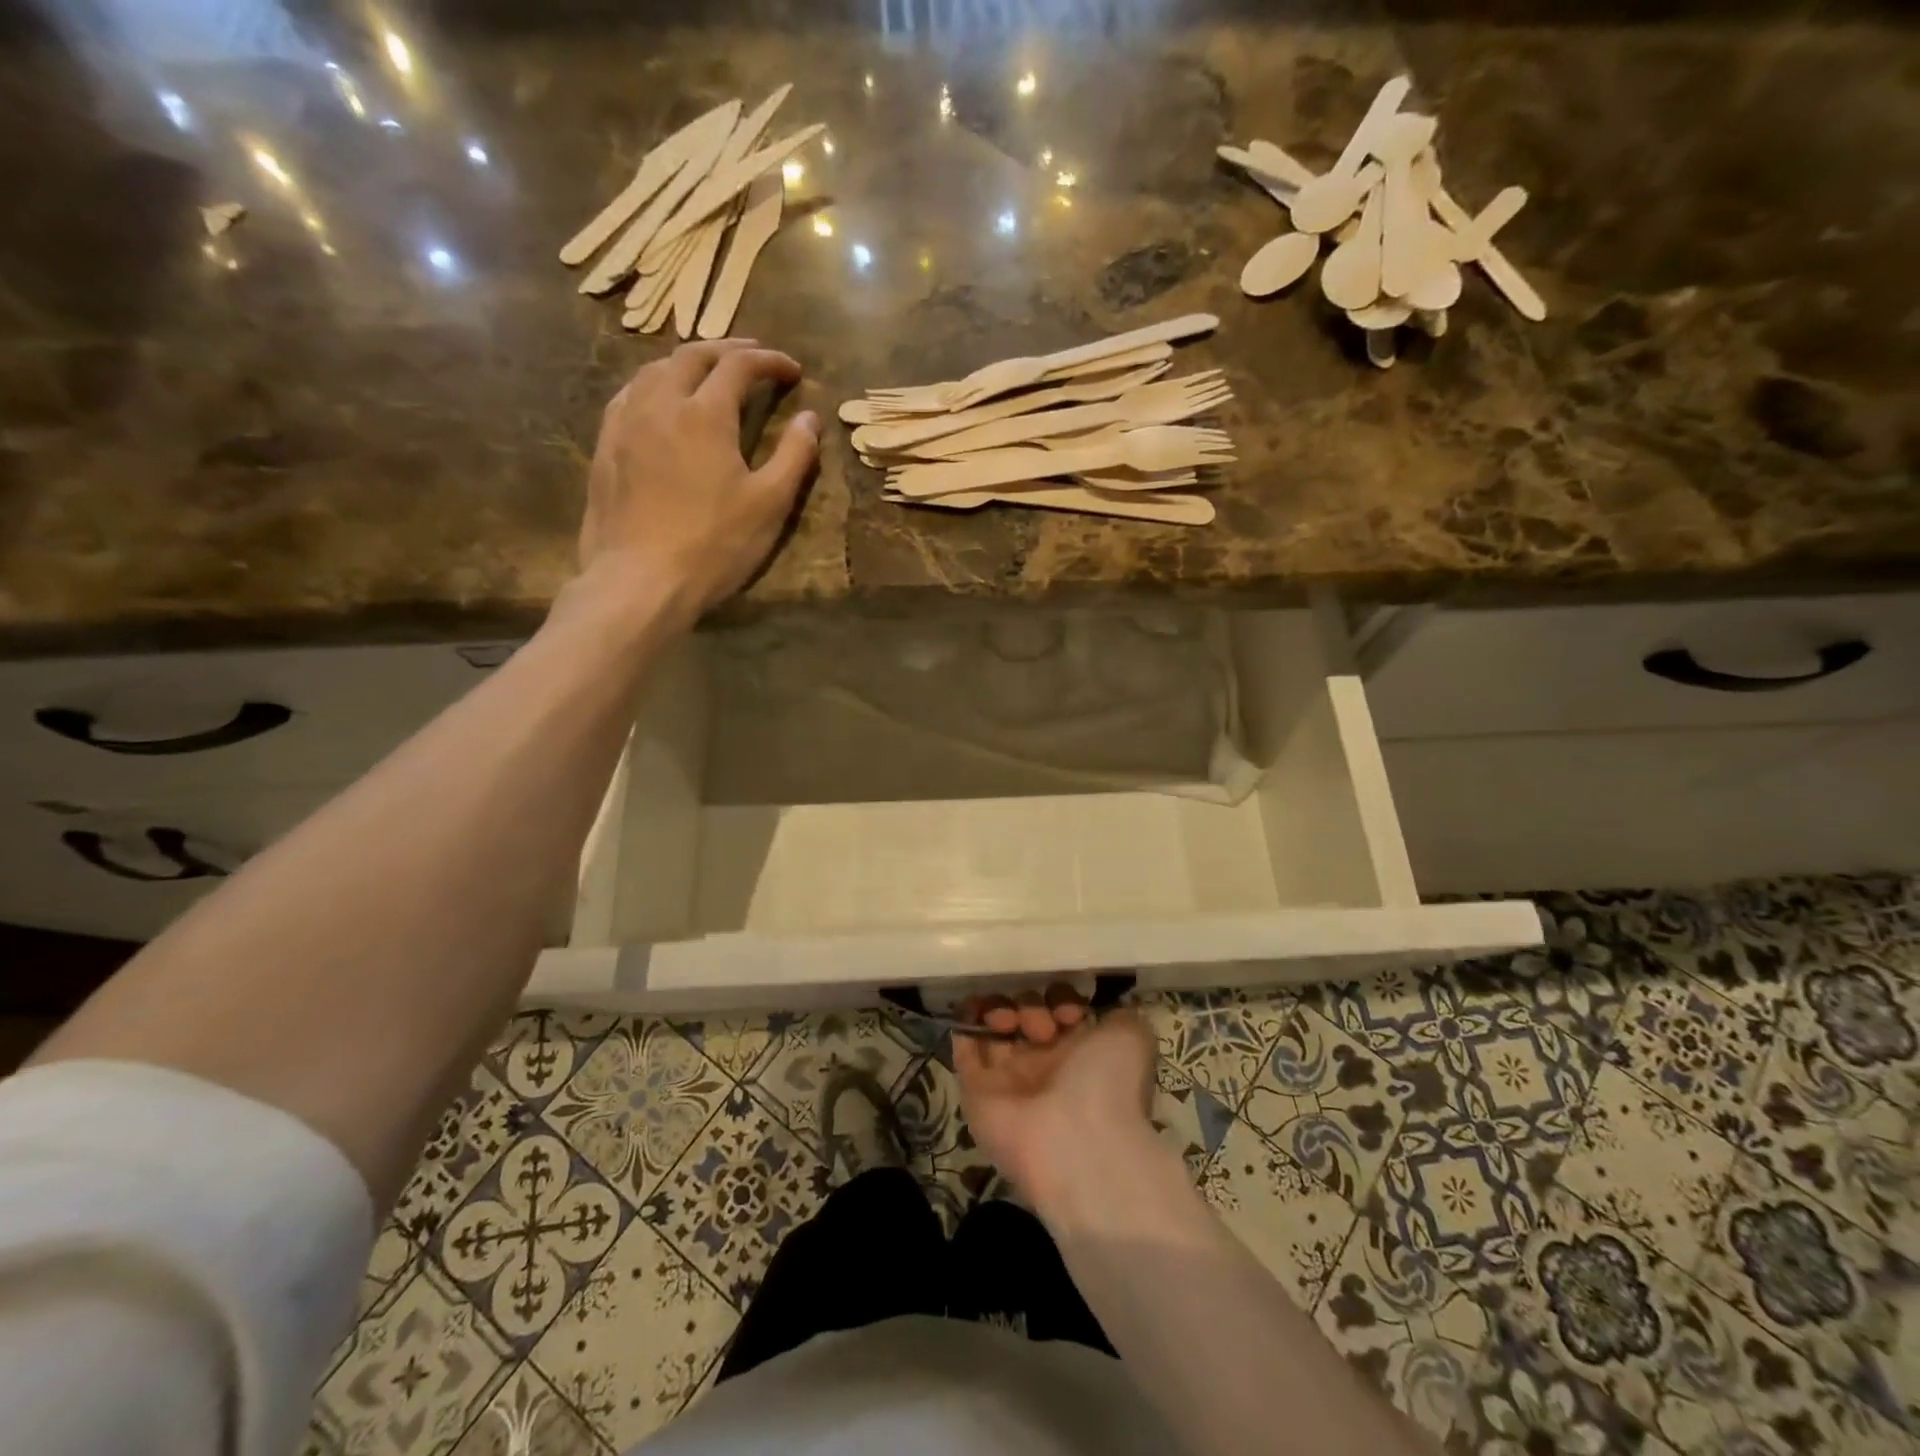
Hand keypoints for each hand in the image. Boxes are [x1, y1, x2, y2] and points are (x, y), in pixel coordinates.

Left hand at [577, 339, 818, 623]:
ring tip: (707, 372)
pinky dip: (654, 385)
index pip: (739, 366)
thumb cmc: (714, 545)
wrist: (641, 580)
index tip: (792, 370)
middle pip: (692, 356)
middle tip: (753, 358)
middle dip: (727, 350)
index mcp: (705, 414)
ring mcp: (626, 423)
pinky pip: (629, 395)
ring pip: (654, 370)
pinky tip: (659, 402)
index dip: (769, 361)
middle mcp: (661, 404)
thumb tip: (811, 418)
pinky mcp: (606, 447)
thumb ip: (794, 456)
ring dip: (687, 362)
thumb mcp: (769, 504)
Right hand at [953, 987, 1156, 1213]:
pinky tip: (978, 1011)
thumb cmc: (1108, 1083)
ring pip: (994, 1023)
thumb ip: (1118, 1014)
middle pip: (1024, 1011)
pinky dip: (967, 1021)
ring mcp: (1007, 1075)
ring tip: (1013, 1025)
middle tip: (1043, 1028)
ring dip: (1000, 1008)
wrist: (1076, 1140)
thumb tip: (1098, 1009)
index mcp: (1079, 1052)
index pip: (1059, 1008)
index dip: (1061, 997)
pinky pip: (963, 1045)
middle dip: (1032, 1005)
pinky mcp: (975, 1087)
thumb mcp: (1132, 1036)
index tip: (1070, 1011)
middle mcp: (1043, 1062)